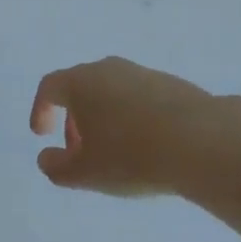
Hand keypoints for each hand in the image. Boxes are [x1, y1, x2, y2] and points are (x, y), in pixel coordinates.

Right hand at [29, 56, 218, 196]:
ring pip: (111, 92)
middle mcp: (108, 68)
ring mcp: (141, 73)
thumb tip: (45, 158)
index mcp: (81, 82)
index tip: (42, 134)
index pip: (50, 87)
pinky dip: (130, 118)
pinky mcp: (169, 84)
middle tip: (79, 152)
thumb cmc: (131, 155)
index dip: (41, 109)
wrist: (199, 140)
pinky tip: (146, 148)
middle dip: (74, 119)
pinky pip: (138, 98)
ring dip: (103, 119)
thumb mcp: (86, 173)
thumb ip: (57, 168)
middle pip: (81, 87)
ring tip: (114, 154)